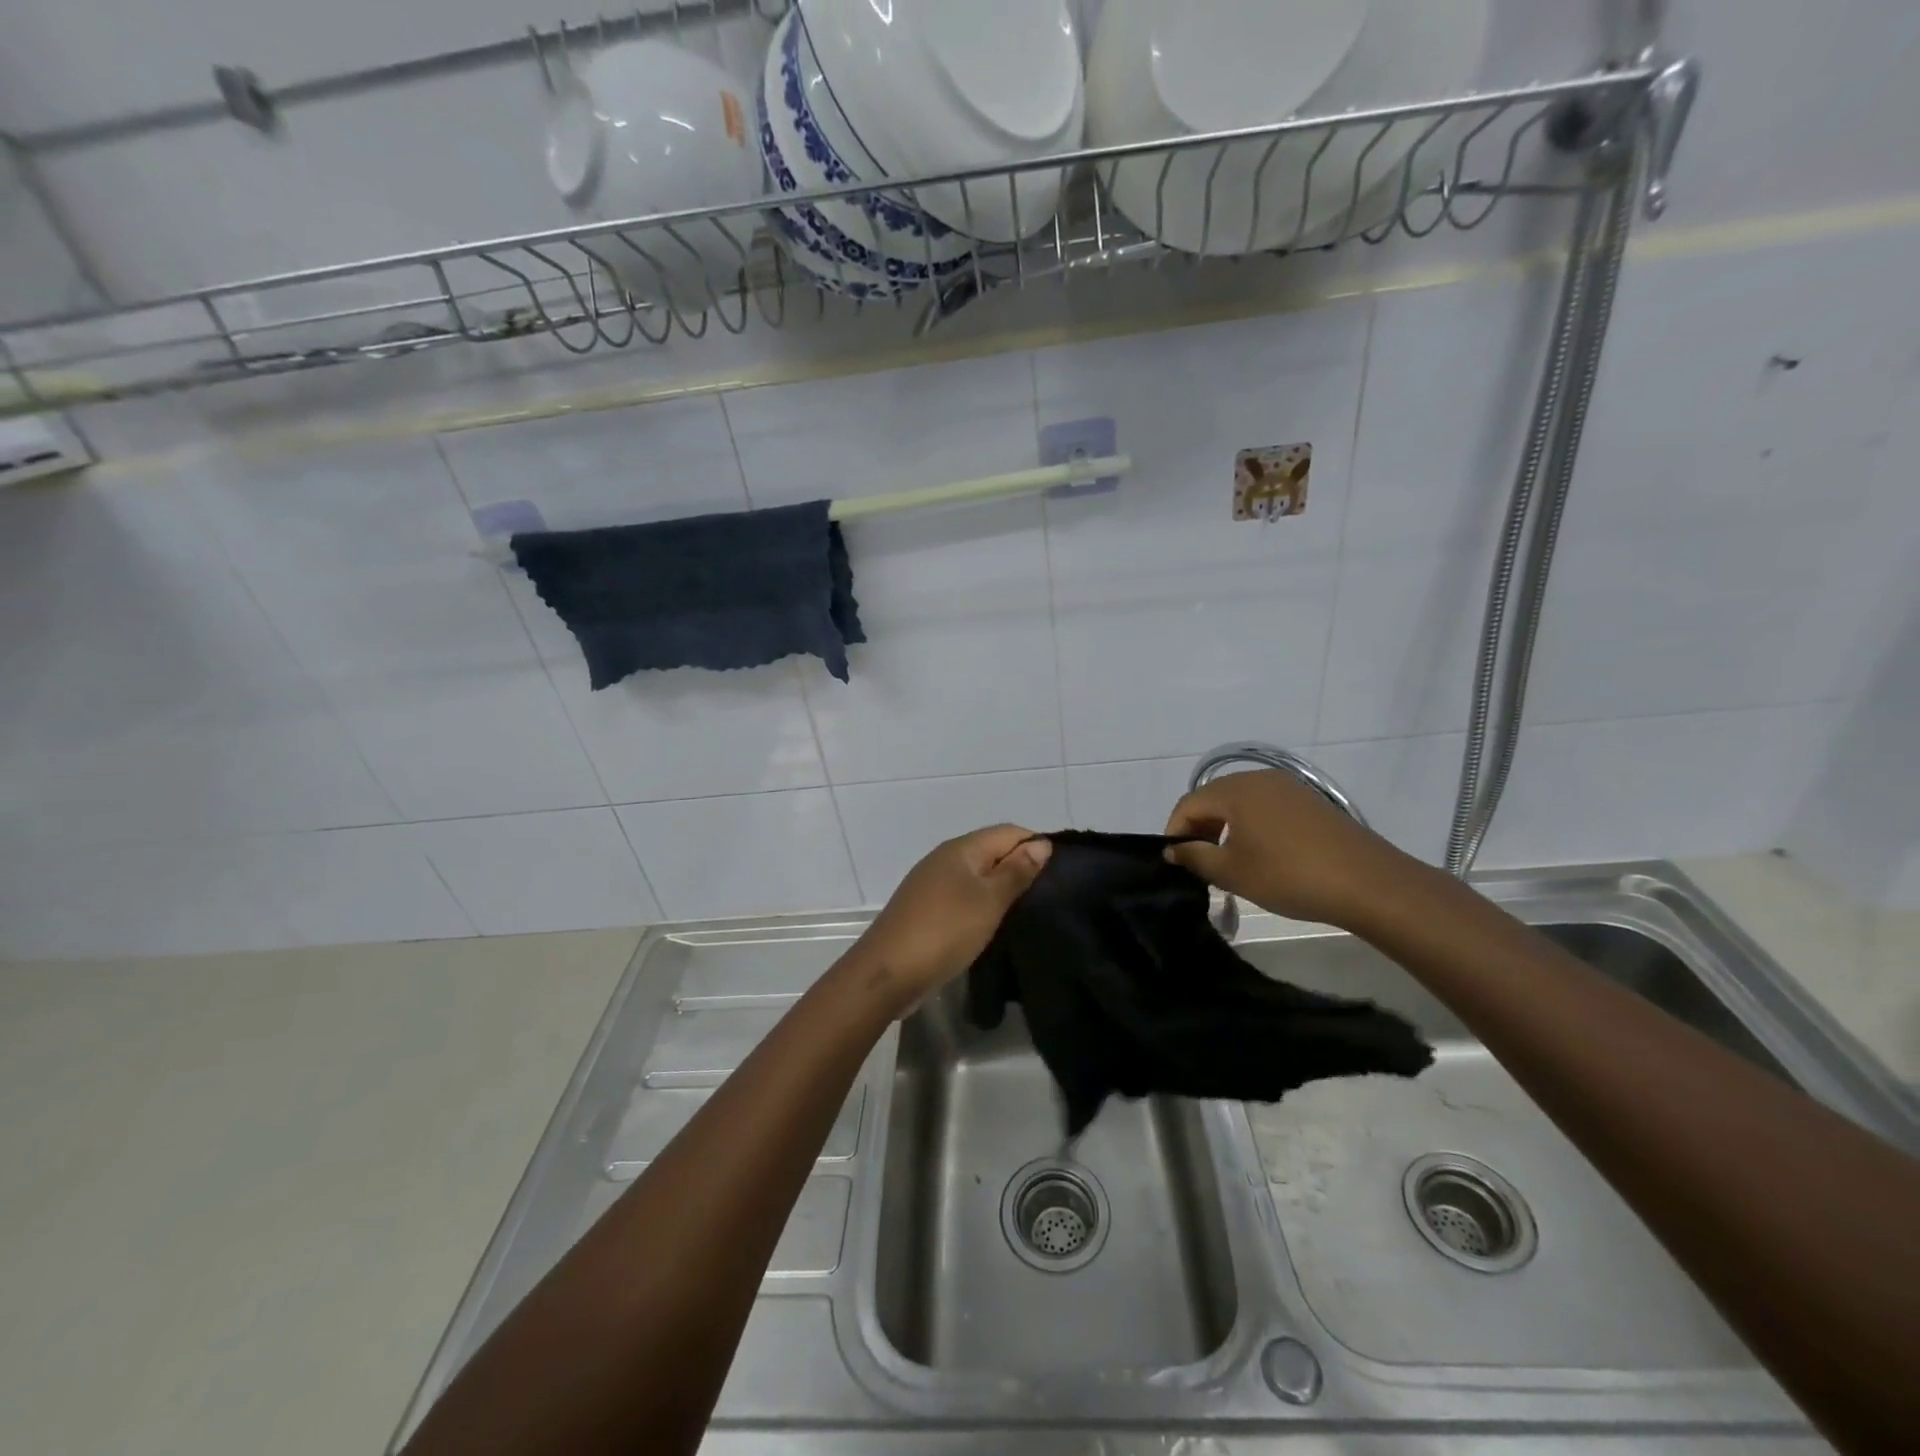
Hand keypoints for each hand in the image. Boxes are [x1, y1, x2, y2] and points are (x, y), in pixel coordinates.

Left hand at [853, 826, 1051, 1016]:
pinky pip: (964, 896)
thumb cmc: (945, 930)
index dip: (1036, 845)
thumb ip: (1016, 871)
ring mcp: (932, 884)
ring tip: (1029, 911)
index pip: (1009, 832)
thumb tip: (1041, 844)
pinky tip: (995, 924)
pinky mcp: (926, 909)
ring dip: (1002, 888)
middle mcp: (945, 858)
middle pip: (992, 851)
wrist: (888, 972)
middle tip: (1050, 895)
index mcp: (961, 848)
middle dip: (1021, 867)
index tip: (1062, 873)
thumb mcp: (989, 900)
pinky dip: (982, 905)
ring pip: (978, 876)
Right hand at [1164, 770, 1405, 927]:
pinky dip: (1252, 826)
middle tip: (1199, 863)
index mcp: (1235, 790)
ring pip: (1241, 803)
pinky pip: (1266, 808)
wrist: (1367, 883)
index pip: (1188, 804)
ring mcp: (1288, 788)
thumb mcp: (1232, 871)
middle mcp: (1259, 779)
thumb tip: (1172, 848)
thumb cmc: (1288, 875)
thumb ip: (1194, 856)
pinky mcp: (1310, 802)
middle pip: (1213, 798)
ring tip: (1228, 862)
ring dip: (1225, 828)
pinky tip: (1262, 855)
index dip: (1175, 831)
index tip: (1175, 862)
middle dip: (1200, 829)